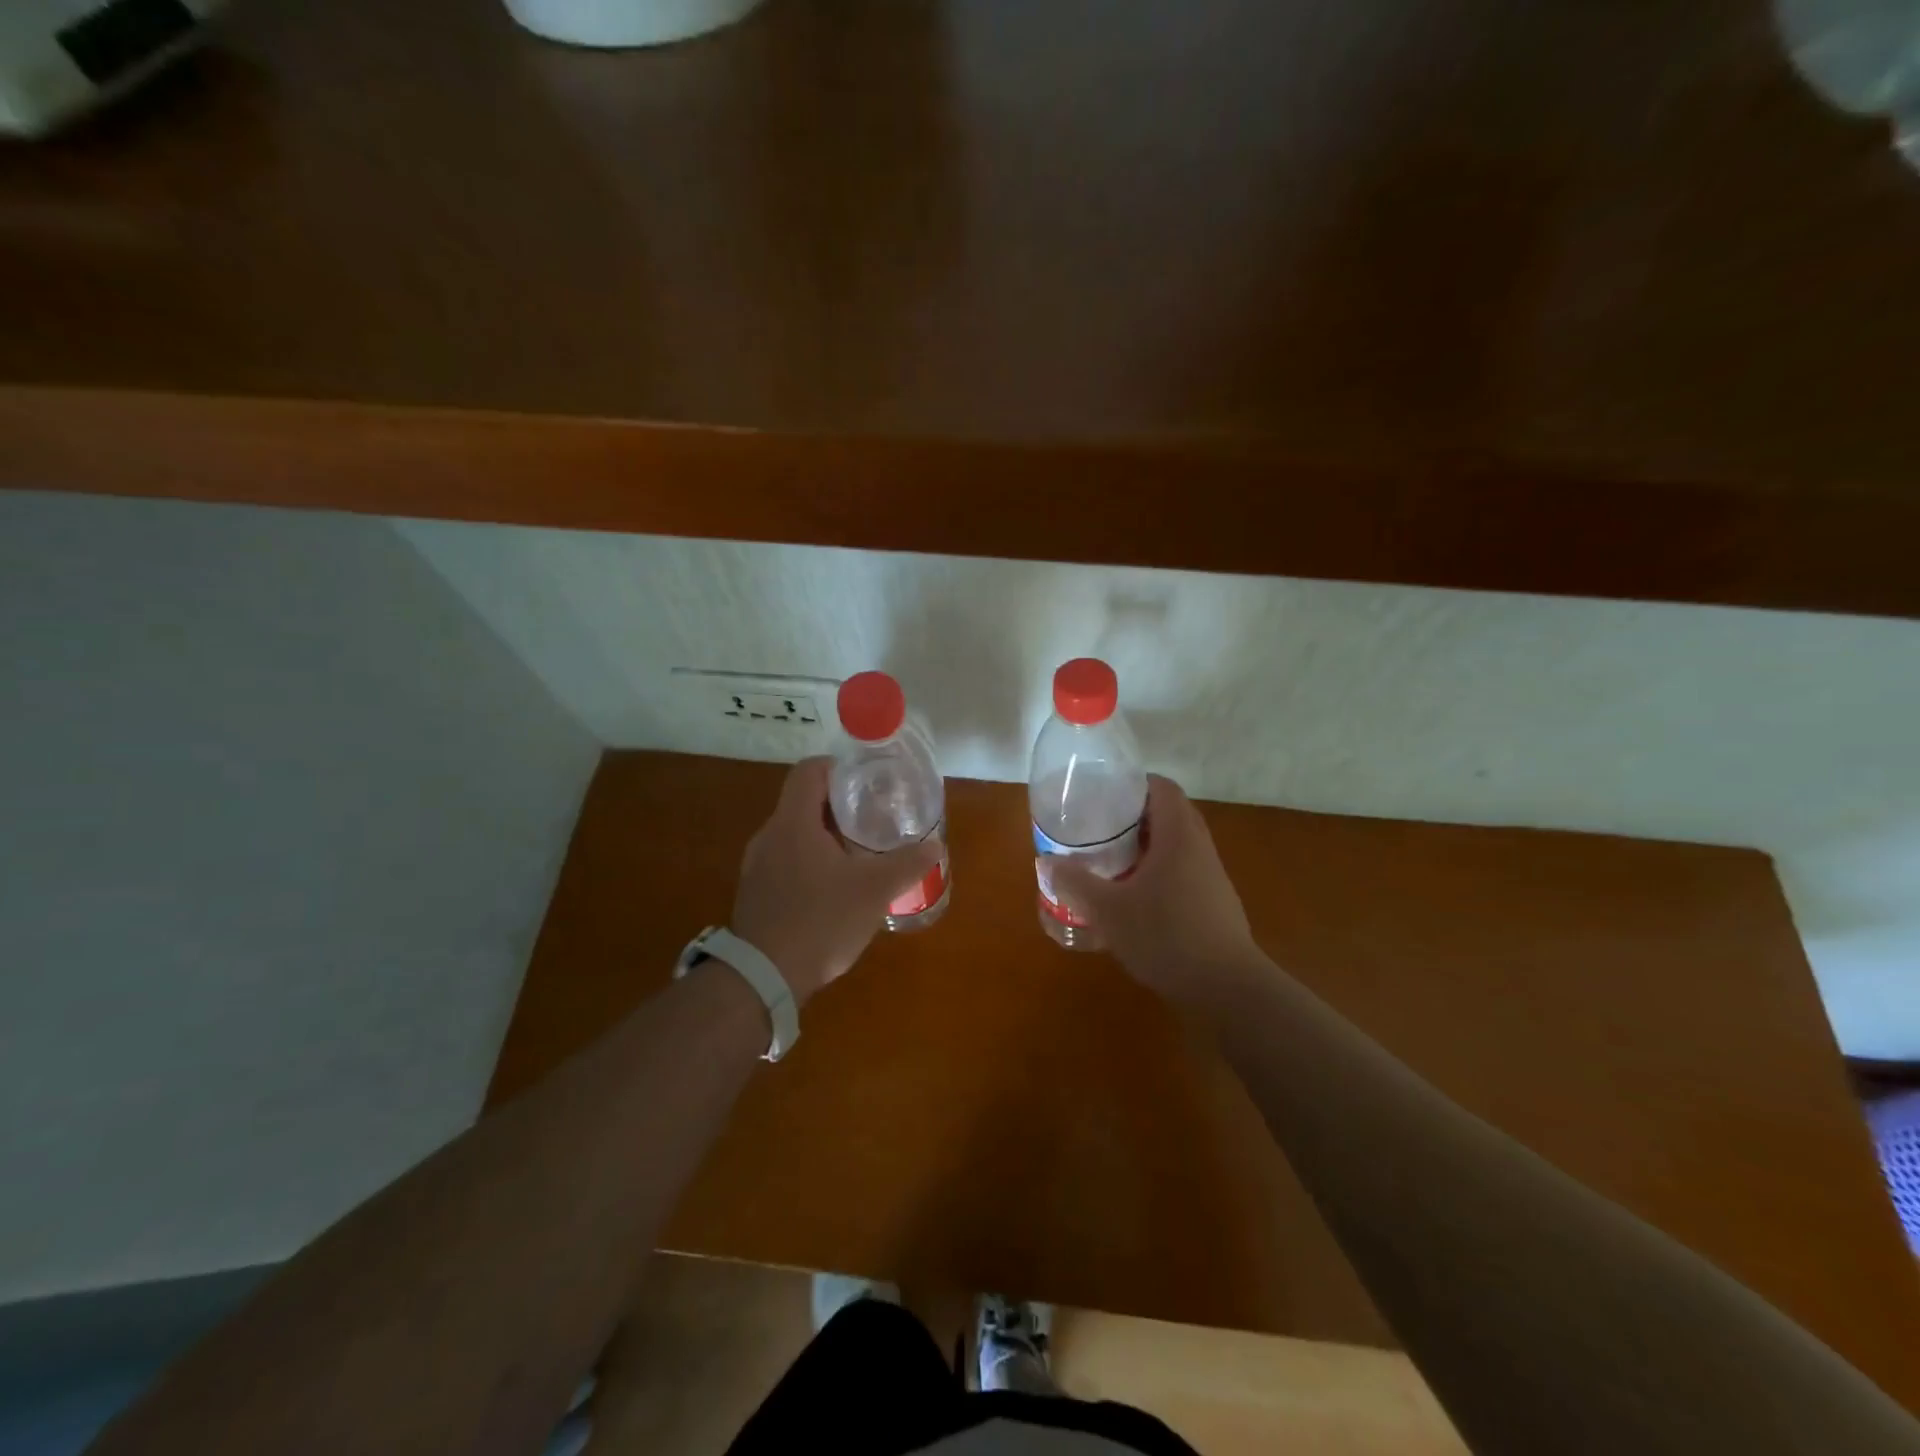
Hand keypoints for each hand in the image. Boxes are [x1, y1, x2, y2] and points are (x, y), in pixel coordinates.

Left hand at [730, 757, 941, 1004]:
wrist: (763, 978)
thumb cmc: (821, 921)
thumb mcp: (874, 890)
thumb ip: (907, 864)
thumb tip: (935, 846)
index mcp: (793, 822)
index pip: (809, 770)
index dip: (838, 768)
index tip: (866, 781)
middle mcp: (769, 836)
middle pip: (803, 802)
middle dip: (839, 806)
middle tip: (873, 817)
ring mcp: (757, 866)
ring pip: (794, 834)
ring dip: (824, 836)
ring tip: (858, 853)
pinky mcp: (755, 892)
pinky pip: (785, 861)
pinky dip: (810, 862)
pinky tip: (834, 889)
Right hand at [1047, 775, 1262, 1003]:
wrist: (1227, 989)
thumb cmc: (1166, 936)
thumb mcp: (1108, 911)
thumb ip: (1076, 883)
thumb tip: (1046, 862)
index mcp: (1178, 836)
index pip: (1162, 788)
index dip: (1133, 784)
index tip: (1103, 795)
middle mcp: (1199, 848)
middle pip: (1169, 814)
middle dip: (1134, 817)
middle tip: (1100, 828)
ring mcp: (1211, 876)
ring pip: (1176, 846)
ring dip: (1147, 847)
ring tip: (1111, 861)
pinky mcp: (1215, 903)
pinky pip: (1183, 872)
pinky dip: (1159, 873)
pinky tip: (1135, 899)